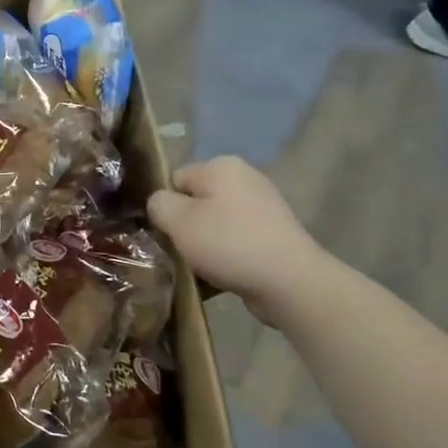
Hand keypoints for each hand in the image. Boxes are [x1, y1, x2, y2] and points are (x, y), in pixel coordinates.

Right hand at [146, 156, 329, 323]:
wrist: (289, 281)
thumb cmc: (228, 243)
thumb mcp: (178, 221)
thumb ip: (158, 204)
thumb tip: (160, 203)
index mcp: (221, 166)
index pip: (175, 180)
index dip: (166, 207)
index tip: (167, 232)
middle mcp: (244, 178)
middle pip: (196, 201)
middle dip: (186, 226)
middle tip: (182, 251)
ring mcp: (263, 206)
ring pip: (215, 223)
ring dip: (205, 244)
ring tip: (202, 267)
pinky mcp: (274, 234)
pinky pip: (236, 240)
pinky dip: (226, 255)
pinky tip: (223, 274)